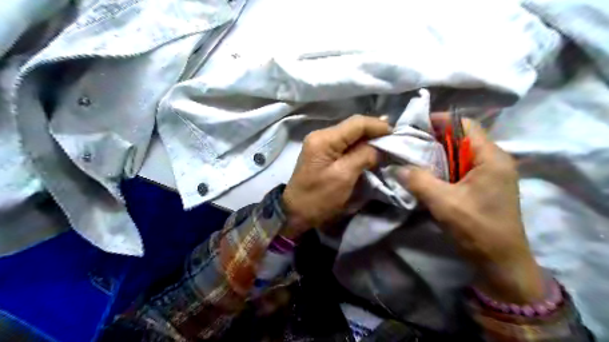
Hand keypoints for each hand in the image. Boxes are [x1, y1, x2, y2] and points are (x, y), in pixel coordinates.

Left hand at [280, 114, 389, 237]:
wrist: (295, 212)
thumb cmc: (319, 197)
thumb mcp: (344, 177)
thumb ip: (363, 156)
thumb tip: (379, 147)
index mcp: (324, 139)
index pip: (356, 123)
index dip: (378, 125)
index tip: (396, 133)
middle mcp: (321, 135)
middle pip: (353, 126)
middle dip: (374, 131)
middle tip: (394, 138)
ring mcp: (320, 143)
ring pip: (350, 134)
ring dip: (368, 138)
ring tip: (386, 142)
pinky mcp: (322, 152)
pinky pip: (344, 143)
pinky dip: (359, 145)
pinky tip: (370, 149)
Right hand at [398, 117, 544, 303]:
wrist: (501, 262)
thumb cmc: (477, 229)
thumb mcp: (443, 202)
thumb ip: (418, 180)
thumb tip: (397, 167)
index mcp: (491, 158)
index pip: (466, 125)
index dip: (441, 121)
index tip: (416, 125)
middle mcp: (495, 161)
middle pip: (463, 138)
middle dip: (436, 138)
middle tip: (410, 143)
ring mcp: (492, 174)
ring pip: (461, 153)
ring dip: (439, 154)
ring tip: (415, 157)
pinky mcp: (486, 186)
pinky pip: (462, 167)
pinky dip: (445, 167)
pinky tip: (429, 174)